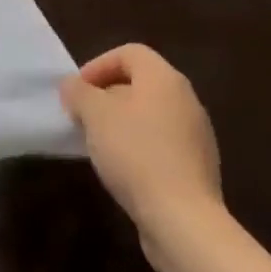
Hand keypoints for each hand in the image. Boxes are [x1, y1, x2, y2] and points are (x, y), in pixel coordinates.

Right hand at [60, 44, 222, 255]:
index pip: (129, 52)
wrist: (183, 219)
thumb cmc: (135, 153)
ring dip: (120, 122)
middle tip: (82, 116)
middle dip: (106, 96)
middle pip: (140, 83)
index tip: (78, 91)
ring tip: (97, 144)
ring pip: (149, 115)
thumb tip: (73, 86)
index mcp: (164, 79)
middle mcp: (186, 100)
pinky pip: (161, 143)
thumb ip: (78, 92)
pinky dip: (138, 147)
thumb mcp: (94, 114)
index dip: (98, 65)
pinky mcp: (197, 167)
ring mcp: (196, 135)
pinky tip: (121, 169)